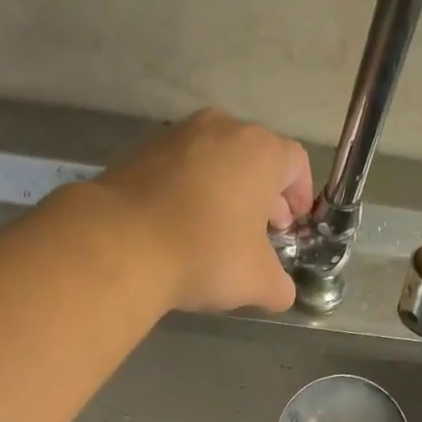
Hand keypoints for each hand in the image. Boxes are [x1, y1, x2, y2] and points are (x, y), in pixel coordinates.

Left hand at [91, 108, 312, 313]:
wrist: (121, 244)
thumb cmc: (207, 253)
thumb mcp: (258, 282)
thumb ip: (280, 286)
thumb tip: (281, 292)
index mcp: (260, 151)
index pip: (295, 164)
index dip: (300, 195)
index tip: (294, 223)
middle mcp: (222, 129)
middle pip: (254, 158)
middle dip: (263, 195)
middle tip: (262, 232)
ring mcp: (177, 136)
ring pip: (215, 162)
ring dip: (225, 193)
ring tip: (221, 233)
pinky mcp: (140, 153)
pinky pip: (180, 171)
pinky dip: (190, 193)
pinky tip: (183, 229)